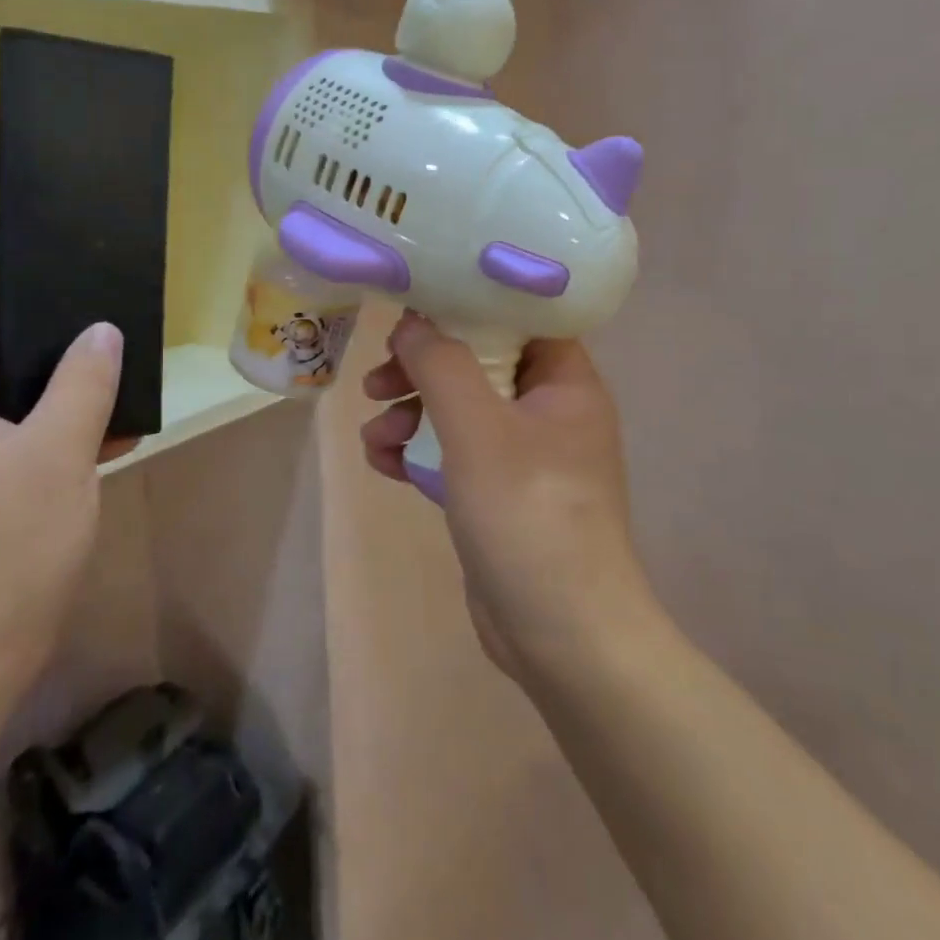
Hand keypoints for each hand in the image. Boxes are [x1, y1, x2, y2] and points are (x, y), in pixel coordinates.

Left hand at [0, 258, 134, 693]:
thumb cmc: (4, 548)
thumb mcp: (56, 455)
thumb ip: (83, 383)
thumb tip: (102, 331)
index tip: (24, 255)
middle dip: (25, 321)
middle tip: (83, 299)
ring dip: (48, 375)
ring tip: (105, 354)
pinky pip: (13, 434)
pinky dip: (52, 422)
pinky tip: (108, 426)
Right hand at [359, 313, 660, 681]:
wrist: (560, 634)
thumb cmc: (528, 513)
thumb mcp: (477, 429)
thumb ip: (440, 364)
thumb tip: (410, 322)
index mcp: (565, 382)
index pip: (519, 317)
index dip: (467, 304)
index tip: (415, 305)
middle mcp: (549, 410)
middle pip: (478, 363)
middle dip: (422, 370)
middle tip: (378, 379)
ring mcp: (524, 455)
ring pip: (458, 411)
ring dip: (410, 414)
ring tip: (373, 437)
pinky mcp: (498, 493)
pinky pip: (452, 454)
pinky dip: (417, 453)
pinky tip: (383, 465)